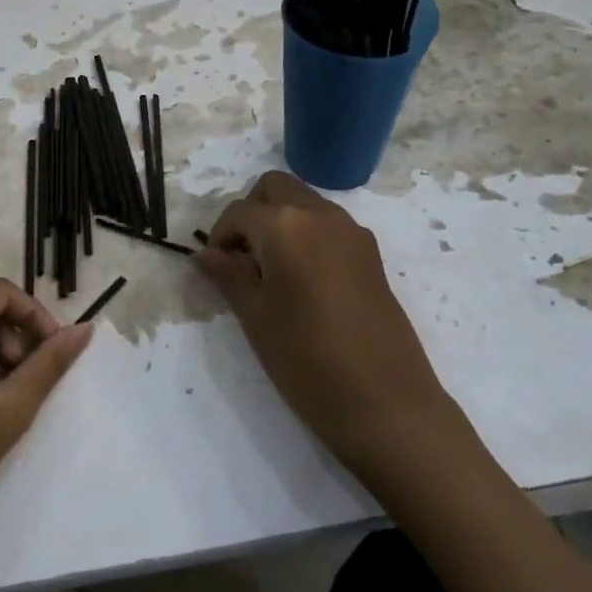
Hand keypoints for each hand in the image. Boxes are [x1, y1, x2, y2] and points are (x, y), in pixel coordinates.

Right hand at [196, 172, 450, 483]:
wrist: (385, 403)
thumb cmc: (306, 361)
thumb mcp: (255, 318)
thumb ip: (229, 276)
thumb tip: (206, 254)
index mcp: (286, 226)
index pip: (240, 212)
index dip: (220, 235)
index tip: (214, 267)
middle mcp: (321, 215)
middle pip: (276, 188)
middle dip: (251, 213)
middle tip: (240, 258)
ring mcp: (353, 233)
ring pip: (305, 203)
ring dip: (281, 221)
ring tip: (269, 272)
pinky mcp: (372, 254)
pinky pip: (329, 225)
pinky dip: (307, 235)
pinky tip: (302, 281)